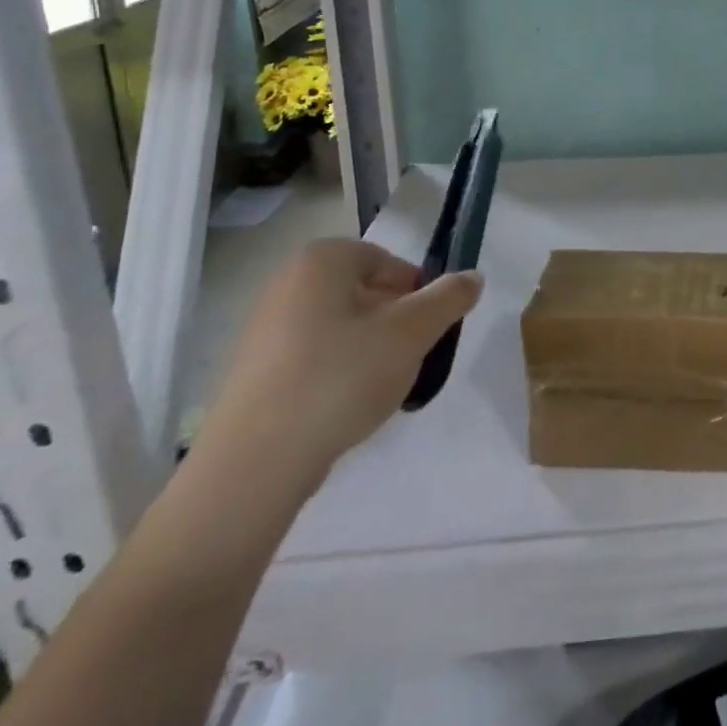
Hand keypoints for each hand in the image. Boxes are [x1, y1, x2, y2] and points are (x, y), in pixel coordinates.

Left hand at [199, 239, 481, 491]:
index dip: (418, 295)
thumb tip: (473, 277)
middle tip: (410, 360)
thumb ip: (450, 298)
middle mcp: (287, 283)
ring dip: (370, 352)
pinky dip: (338, 376)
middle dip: (395, 325)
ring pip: (342, 329)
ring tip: (380, 390)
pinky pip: (314, 360)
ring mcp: (264, 330)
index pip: (391, 263)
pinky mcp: (254, 374)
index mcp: (322, 260)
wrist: (253, 465)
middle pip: (367, 294)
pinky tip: (346, 409)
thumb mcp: (413, 332)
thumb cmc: (340, 378)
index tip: (427, 332)